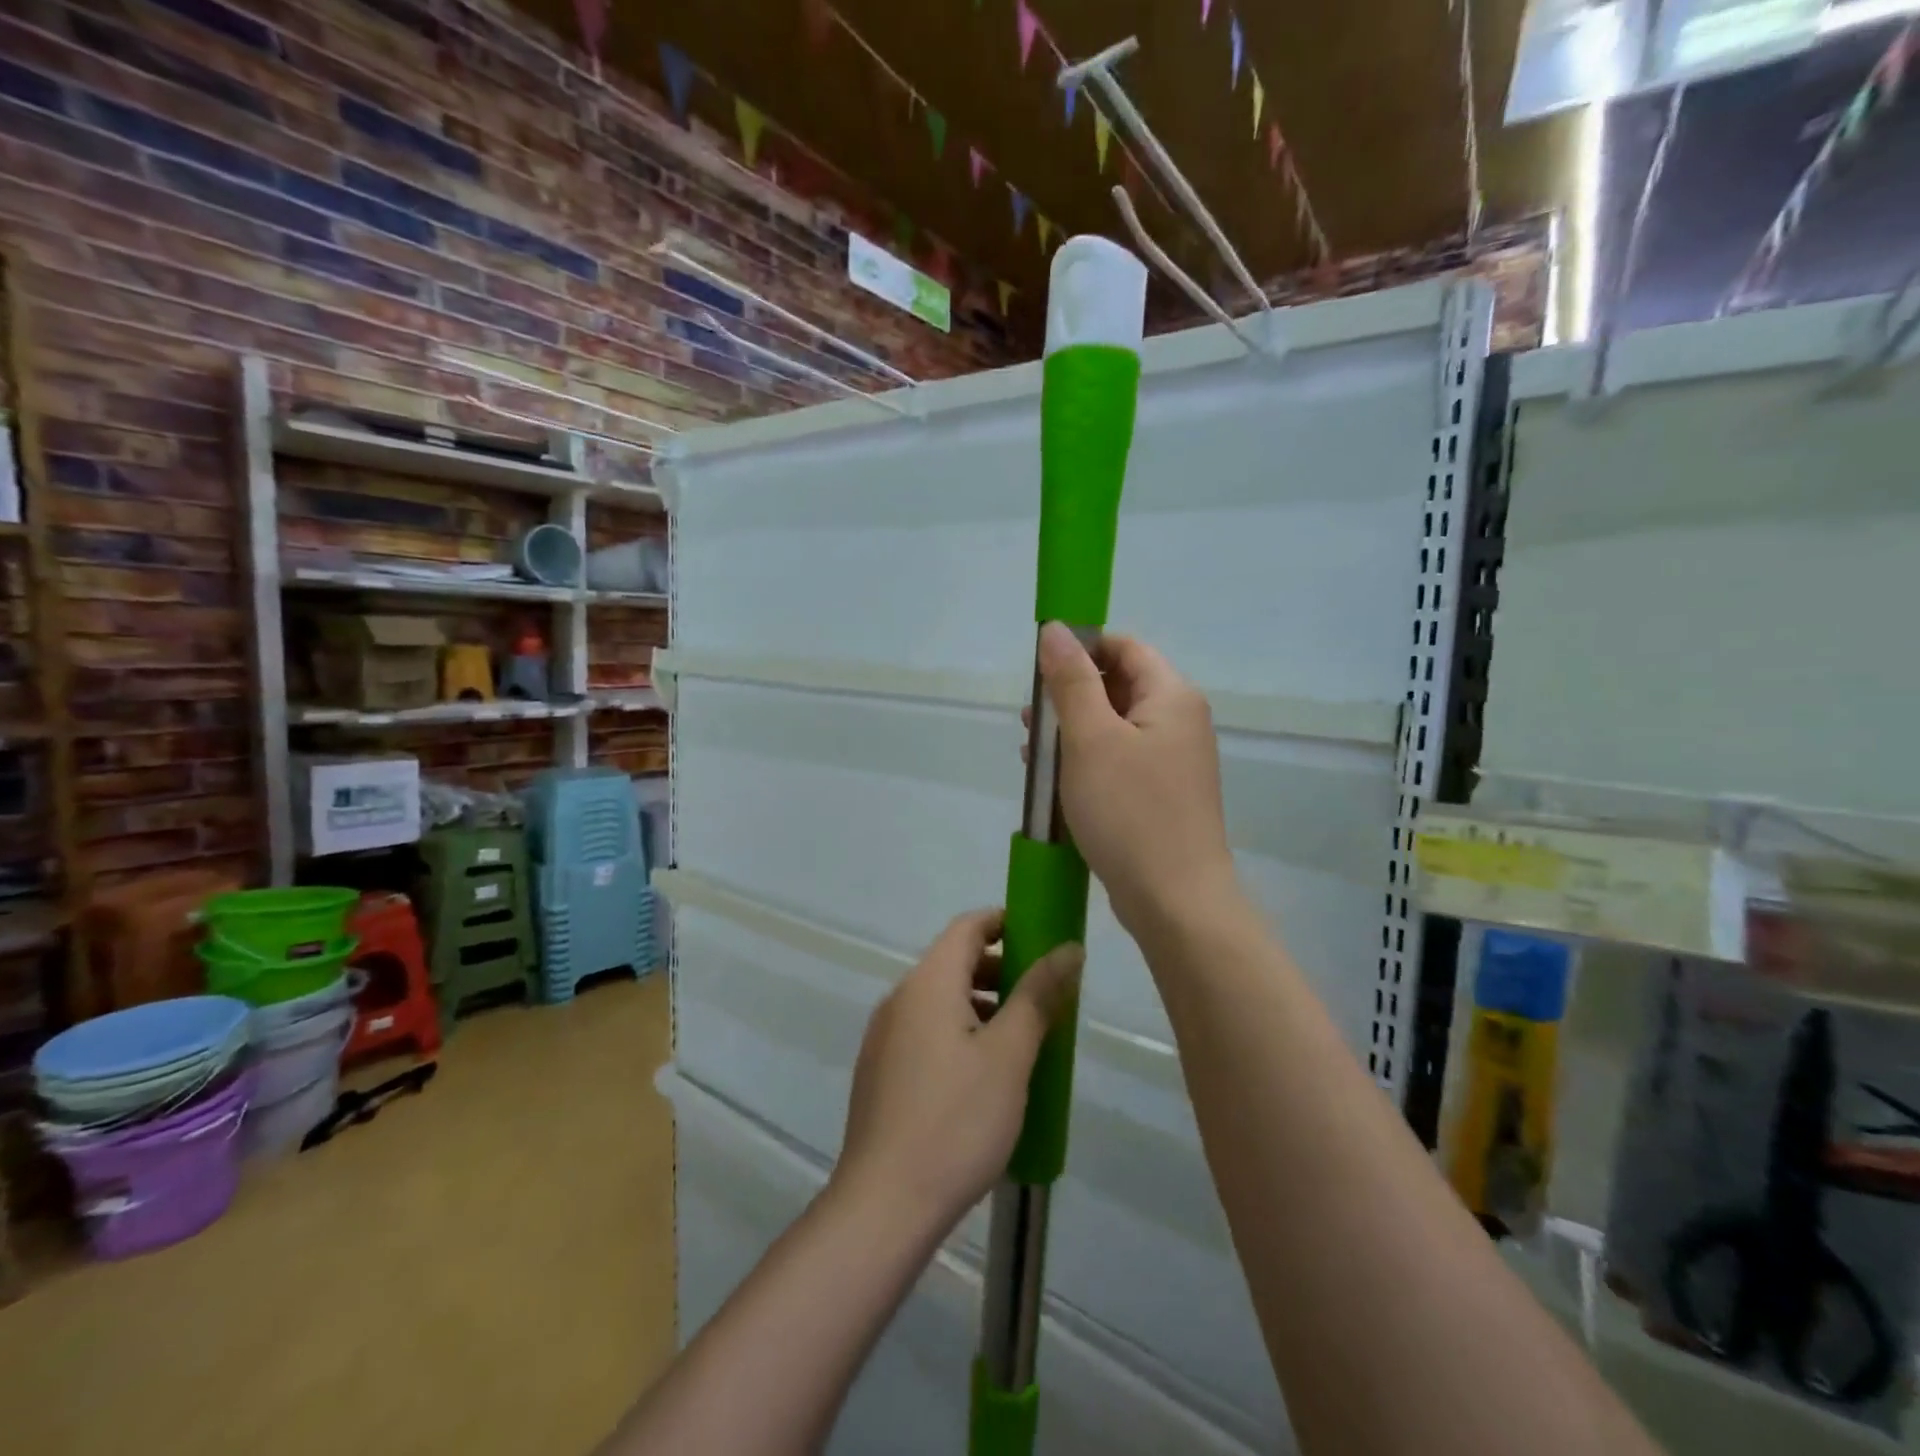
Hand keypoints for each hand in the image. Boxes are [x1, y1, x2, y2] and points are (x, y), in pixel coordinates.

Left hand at [834, 908, 1082, 1230]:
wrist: (884, 1204)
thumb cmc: (956, 1121)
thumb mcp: (1009, 1055)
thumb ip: (1038, 995)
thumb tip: (1067, 949)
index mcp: (928, 983)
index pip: (967, 927)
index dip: (1005, 923)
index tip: (1042, 938)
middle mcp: (899, 999)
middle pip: (953, 962)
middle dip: (1000, 969)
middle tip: (1043, 995)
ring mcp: (884, 1036)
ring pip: (940, 1000)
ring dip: (982, 1004)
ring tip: (1023, 1039)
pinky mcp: (880, 1071)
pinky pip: (926, 1031)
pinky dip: (959, 1031)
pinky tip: (984, 1075)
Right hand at [1032, 622, 1235, 941]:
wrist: (1174, 899)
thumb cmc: (1130, 811)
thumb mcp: (1091, 739)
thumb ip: (1071, 681)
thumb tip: (1056, 629)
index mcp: (1171, 697)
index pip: (1125, 648)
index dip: (1082, 649)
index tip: (1040, 670)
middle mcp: (1179, 722)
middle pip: (1119, 687)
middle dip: (1070, 695)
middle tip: (1029, 717)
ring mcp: (1172, 762)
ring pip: (1114, 728)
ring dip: (1072, 732)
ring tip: (1031, 751)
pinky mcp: (1160, 796)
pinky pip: (1119, 762)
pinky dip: (1086, 763)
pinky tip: (1053, 781)